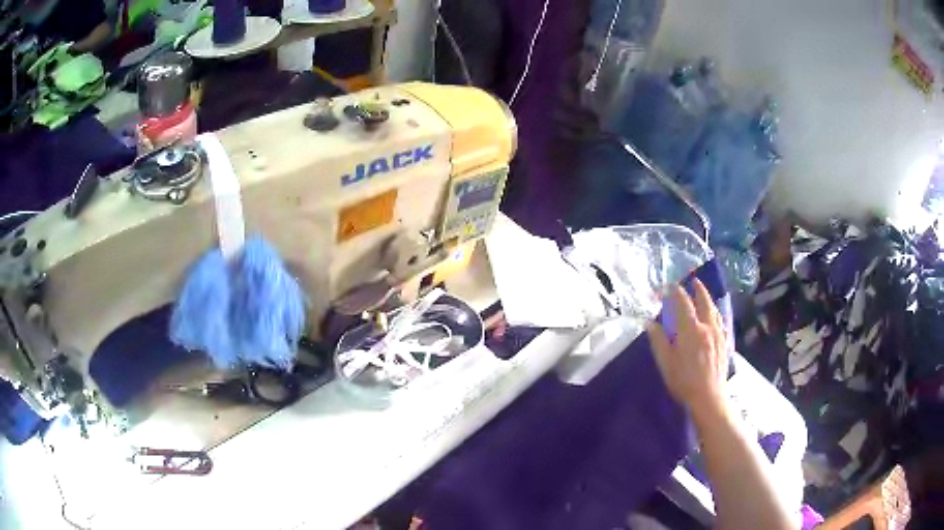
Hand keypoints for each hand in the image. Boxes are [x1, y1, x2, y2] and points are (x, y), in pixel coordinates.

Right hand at [647, 280, 728, 418]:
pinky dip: (716, 313)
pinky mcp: (724, 344)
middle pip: (704, 300)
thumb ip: (658, 340)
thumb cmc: (684, 381)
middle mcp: (707, 326)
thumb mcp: (666, 362)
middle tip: (692, 280)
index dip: (673, 291)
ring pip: (714, 310)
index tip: (664, 287)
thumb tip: (649, 322)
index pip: (682, 302)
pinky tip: (715, 317)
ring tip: (704, 294)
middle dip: (697, 288)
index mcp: (691, 329)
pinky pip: (721, 321)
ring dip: (708, 298)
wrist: (709, 398)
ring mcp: (718, 334)